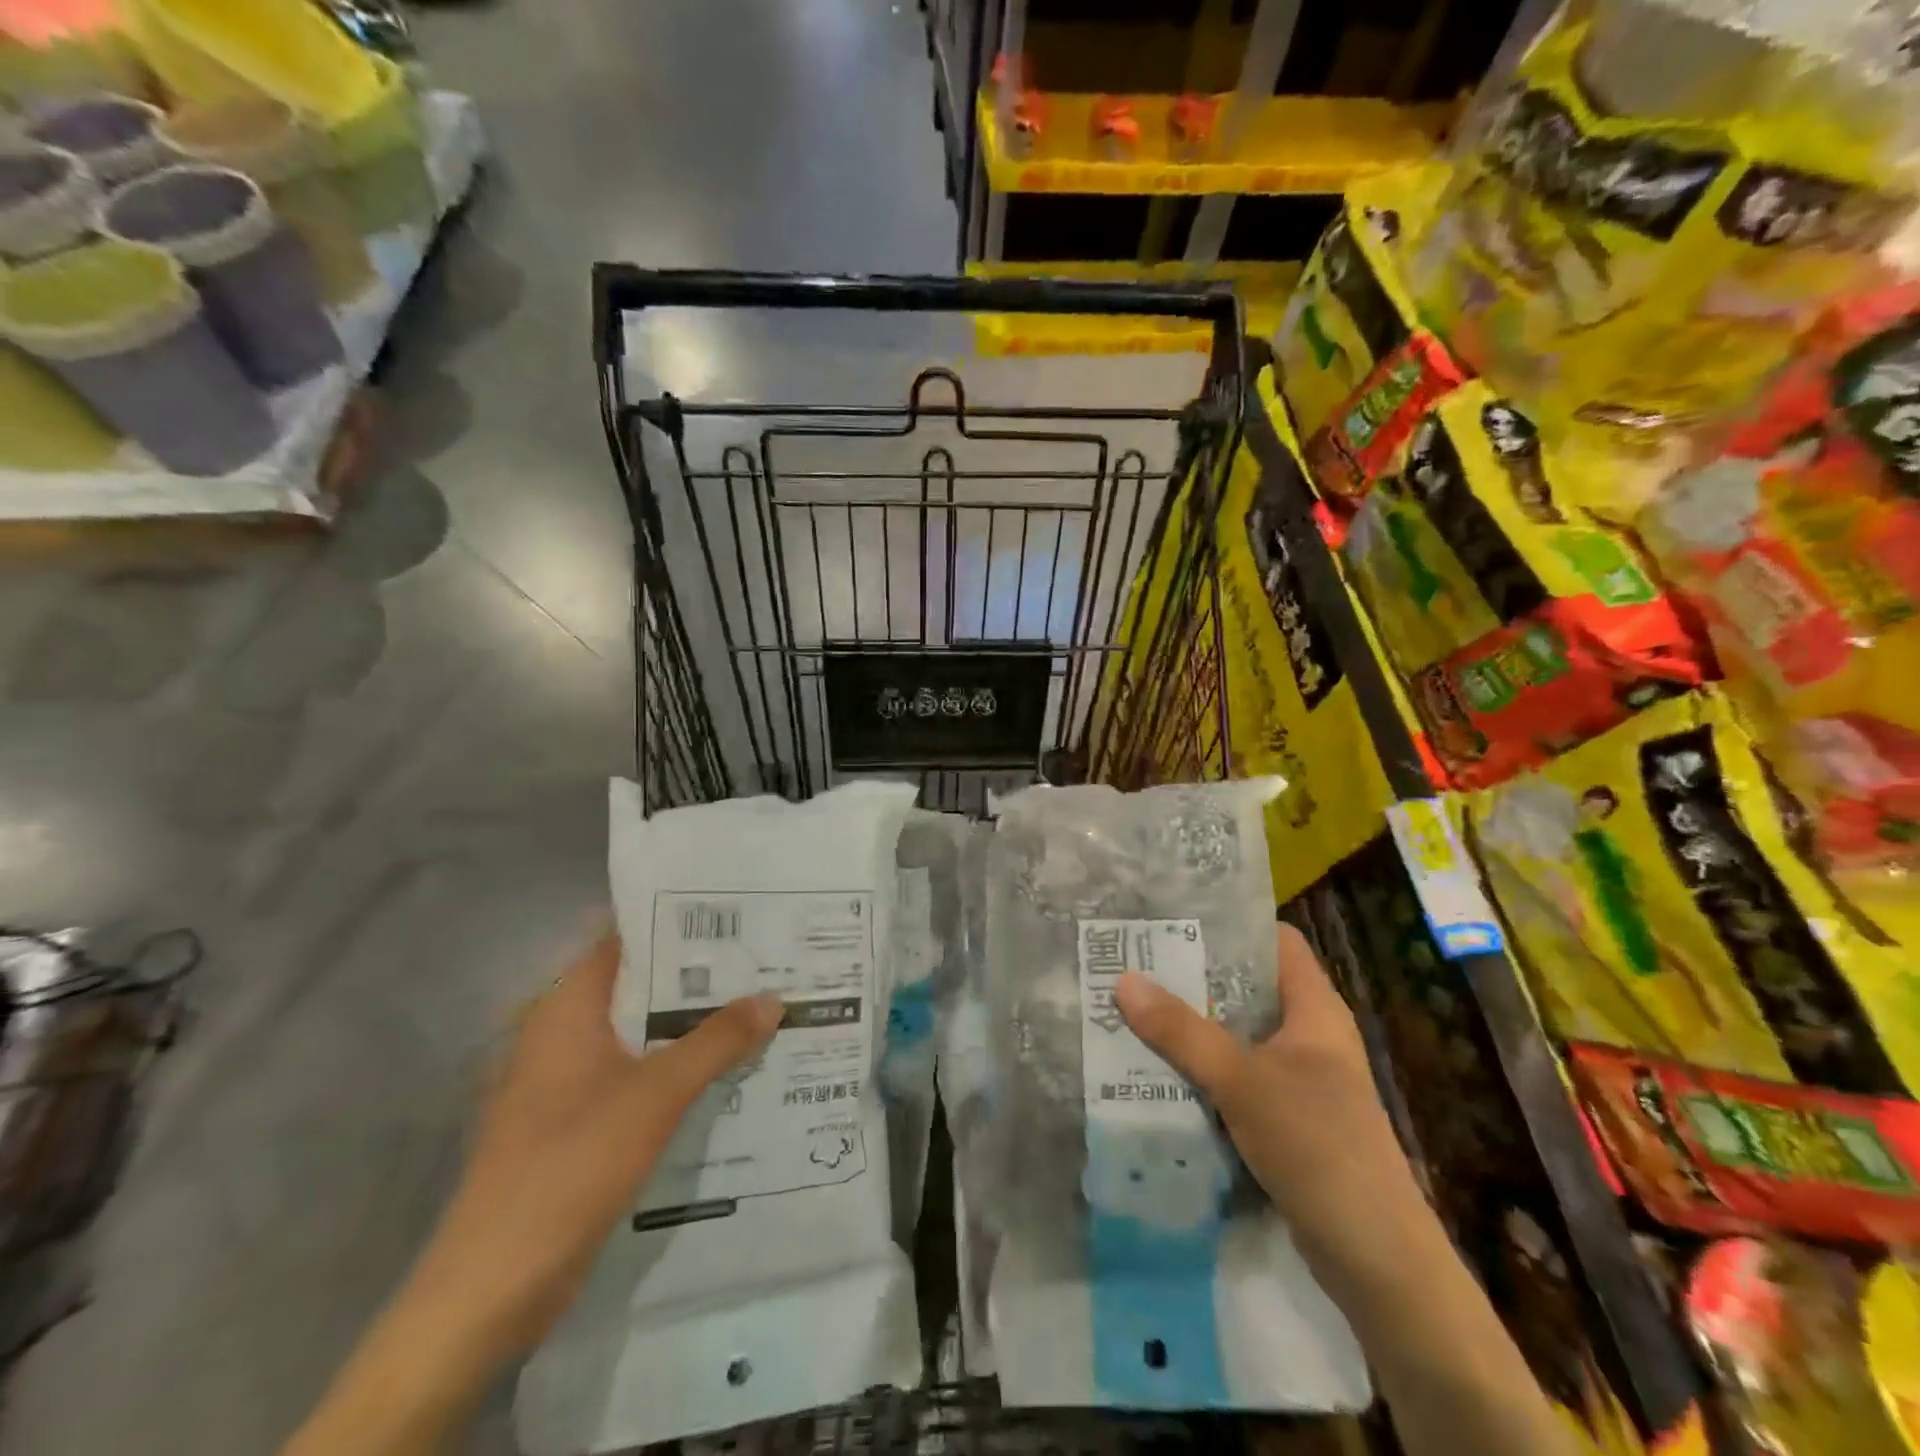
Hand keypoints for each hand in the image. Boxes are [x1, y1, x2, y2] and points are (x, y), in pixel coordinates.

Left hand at [409, 934, 781, 1360]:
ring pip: (640, 1035)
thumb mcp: (656, 1094)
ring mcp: (566, 1082)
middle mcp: (562, 1034)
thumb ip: (717, 1041)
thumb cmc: (571, 1163)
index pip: (626, 941)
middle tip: (763, 960)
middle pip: (639, 987)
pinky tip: (724, 1070)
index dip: (677, 925)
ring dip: (690, 1025)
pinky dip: (675, 1067)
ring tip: (757, 1006)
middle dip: (698, 977)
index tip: (735, 916)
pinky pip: (635, 1076)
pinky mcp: (575, 1124)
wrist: (493, 1286)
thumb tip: (773, 999)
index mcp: (566, 1008)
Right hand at [1115, 923, 1434, 1301]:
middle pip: (1250, 987)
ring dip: (1194, 1025)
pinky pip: (1239, 1076)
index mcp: (1315, 1009)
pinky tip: (1160, 1068)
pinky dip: (1204, 1068)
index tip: (1175, 918)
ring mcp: (1301, 1079)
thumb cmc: (1318, 1145)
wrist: (1376, 1258)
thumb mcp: (1242, 1081)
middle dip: (1196, 976)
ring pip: (1239, 1034)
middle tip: (1138, 960)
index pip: (1276, 941)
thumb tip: (1124, 981)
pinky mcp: (1288, 1118)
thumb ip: (1182, 1032)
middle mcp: (1310, 1035)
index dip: (1231, 924)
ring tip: (1136, 1007)